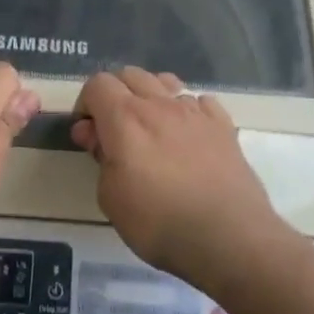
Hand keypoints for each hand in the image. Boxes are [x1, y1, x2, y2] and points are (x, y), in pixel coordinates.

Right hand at [70, 68, 283, 291]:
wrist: (228, 238)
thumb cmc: (158, 223)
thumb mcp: (111, 198)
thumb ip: (101, 158)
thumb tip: (96, 135)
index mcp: (125, 119)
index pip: (97, 84)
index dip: (85, 105)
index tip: (87, 135)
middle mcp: (160, 105)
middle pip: (131, 75)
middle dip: (115, 95)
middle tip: (114, 132)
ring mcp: (196, 112)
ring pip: (166, 82)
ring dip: (151, 96)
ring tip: (151, 129)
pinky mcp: (224, 126)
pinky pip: (199, 100)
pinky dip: (186, 110)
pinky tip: (187, 136)